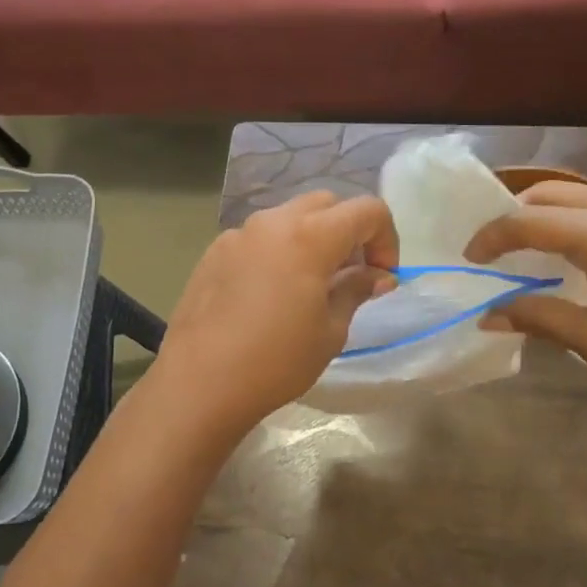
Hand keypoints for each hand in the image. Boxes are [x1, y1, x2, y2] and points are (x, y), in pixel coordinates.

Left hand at [152, 192, 398, 436]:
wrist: (199, 382)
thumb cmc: (276, 360)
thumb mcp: (330, 330)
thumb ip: (355, 290)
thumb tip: (377, 276)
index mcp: (310, 236)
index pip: (367, 210)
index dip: (386, 238)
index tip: (382, 276)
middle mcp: (273, 222)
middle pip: (326, 204)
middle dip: (348, 231)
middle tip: (350, 275)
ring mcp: (238, 234)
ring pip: (288, 217)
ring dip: (311, 237)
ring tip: (310, 284)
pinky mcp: (214, 251)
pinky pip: (258, 237)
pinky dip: (277, 250)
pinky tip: (269, 293)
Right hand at [465, 181, 586, 412]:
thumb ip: (537, 317)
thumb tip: (487, 315)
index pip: (531, 222)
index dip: (493, 236)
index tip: (471, 257)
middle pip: (558, 193)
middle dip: (519, 213)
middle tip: (497, 246)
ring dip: (554, 216)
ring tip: (535, 250)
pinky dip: (586, 222)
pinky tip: (583, 256)